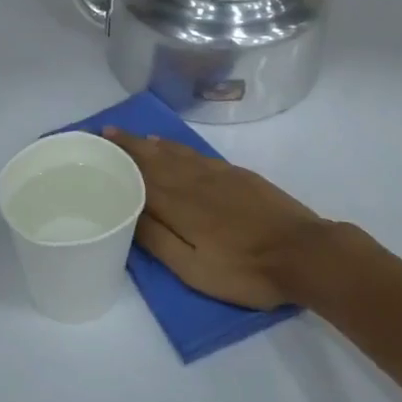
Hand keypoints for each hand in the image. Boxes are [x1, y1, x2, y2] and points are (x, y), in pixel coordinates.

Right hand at [102, 128, 361, 309]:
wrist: (305, 253)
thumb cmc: (246, 269)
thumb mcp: (194, 269)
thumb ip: (158, 239)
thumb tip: (126, 212)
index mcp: (178, 203)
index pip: (138, 174)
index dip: (117, 157)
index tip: (96, 143)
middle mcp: (192, 180)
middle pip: (153, 157)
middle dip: (129, 144)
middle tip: (107, 132)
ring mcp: (217, 174)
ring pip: (175, 152)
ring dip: (150, 143)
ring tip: (133, 137)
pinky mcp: (238, 175)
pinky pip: (196, 153)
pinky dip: (177, 147)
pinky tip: (171, 146)